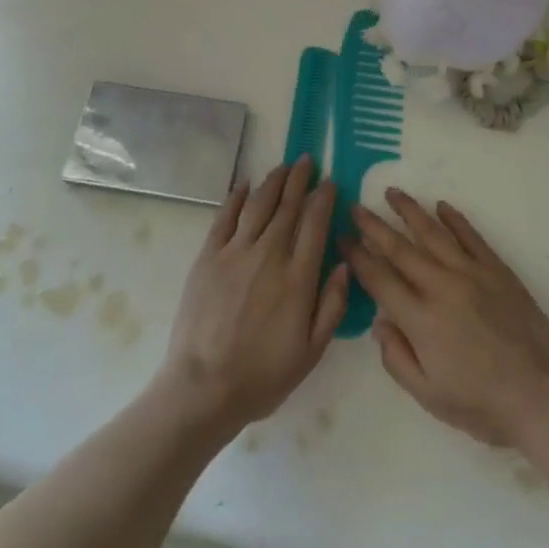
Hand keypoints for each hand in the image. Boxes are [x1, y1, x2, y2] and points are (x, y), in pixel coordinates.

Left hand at [154, 159, 348, 436]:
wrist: (203, 387)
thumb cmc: (262, 375)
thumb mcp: (311, 351)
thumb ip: (332, 305)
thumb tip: (344, 263)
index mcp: (298, 277)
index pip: (315, 223)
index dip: (323, 198)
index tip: (330, 181)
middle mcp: (269, 254)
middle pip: (288, 205)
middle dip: (300, 179)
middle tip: (307, 160)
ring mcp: (236, 252)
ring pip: (259, 204)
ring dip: (274, 181)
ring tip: (283, 166)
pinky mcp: (208, 256)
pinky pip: (225, 217)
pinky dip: (237, 197)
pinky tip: (245, 185)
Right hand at [344, 188, 548, 449]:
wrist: (541, 396)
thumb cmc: (481, 405)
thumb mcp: (428, 396)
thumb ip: (397, 358)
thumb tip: (379, 322)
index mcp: (420, 319)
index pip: (379, 279)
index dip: (358, 256)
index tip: (343, 238)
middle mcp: (441, 286)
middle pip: (400, 248)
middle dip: (374, 226)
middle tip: (356, 207)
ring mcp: (470, 273)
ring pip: (433, 233)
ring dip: (410, 211)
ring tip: (392, 192)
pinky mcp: (496, 269)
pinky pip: (470, 236)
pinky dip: (455, 219)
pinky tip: (441, 207)